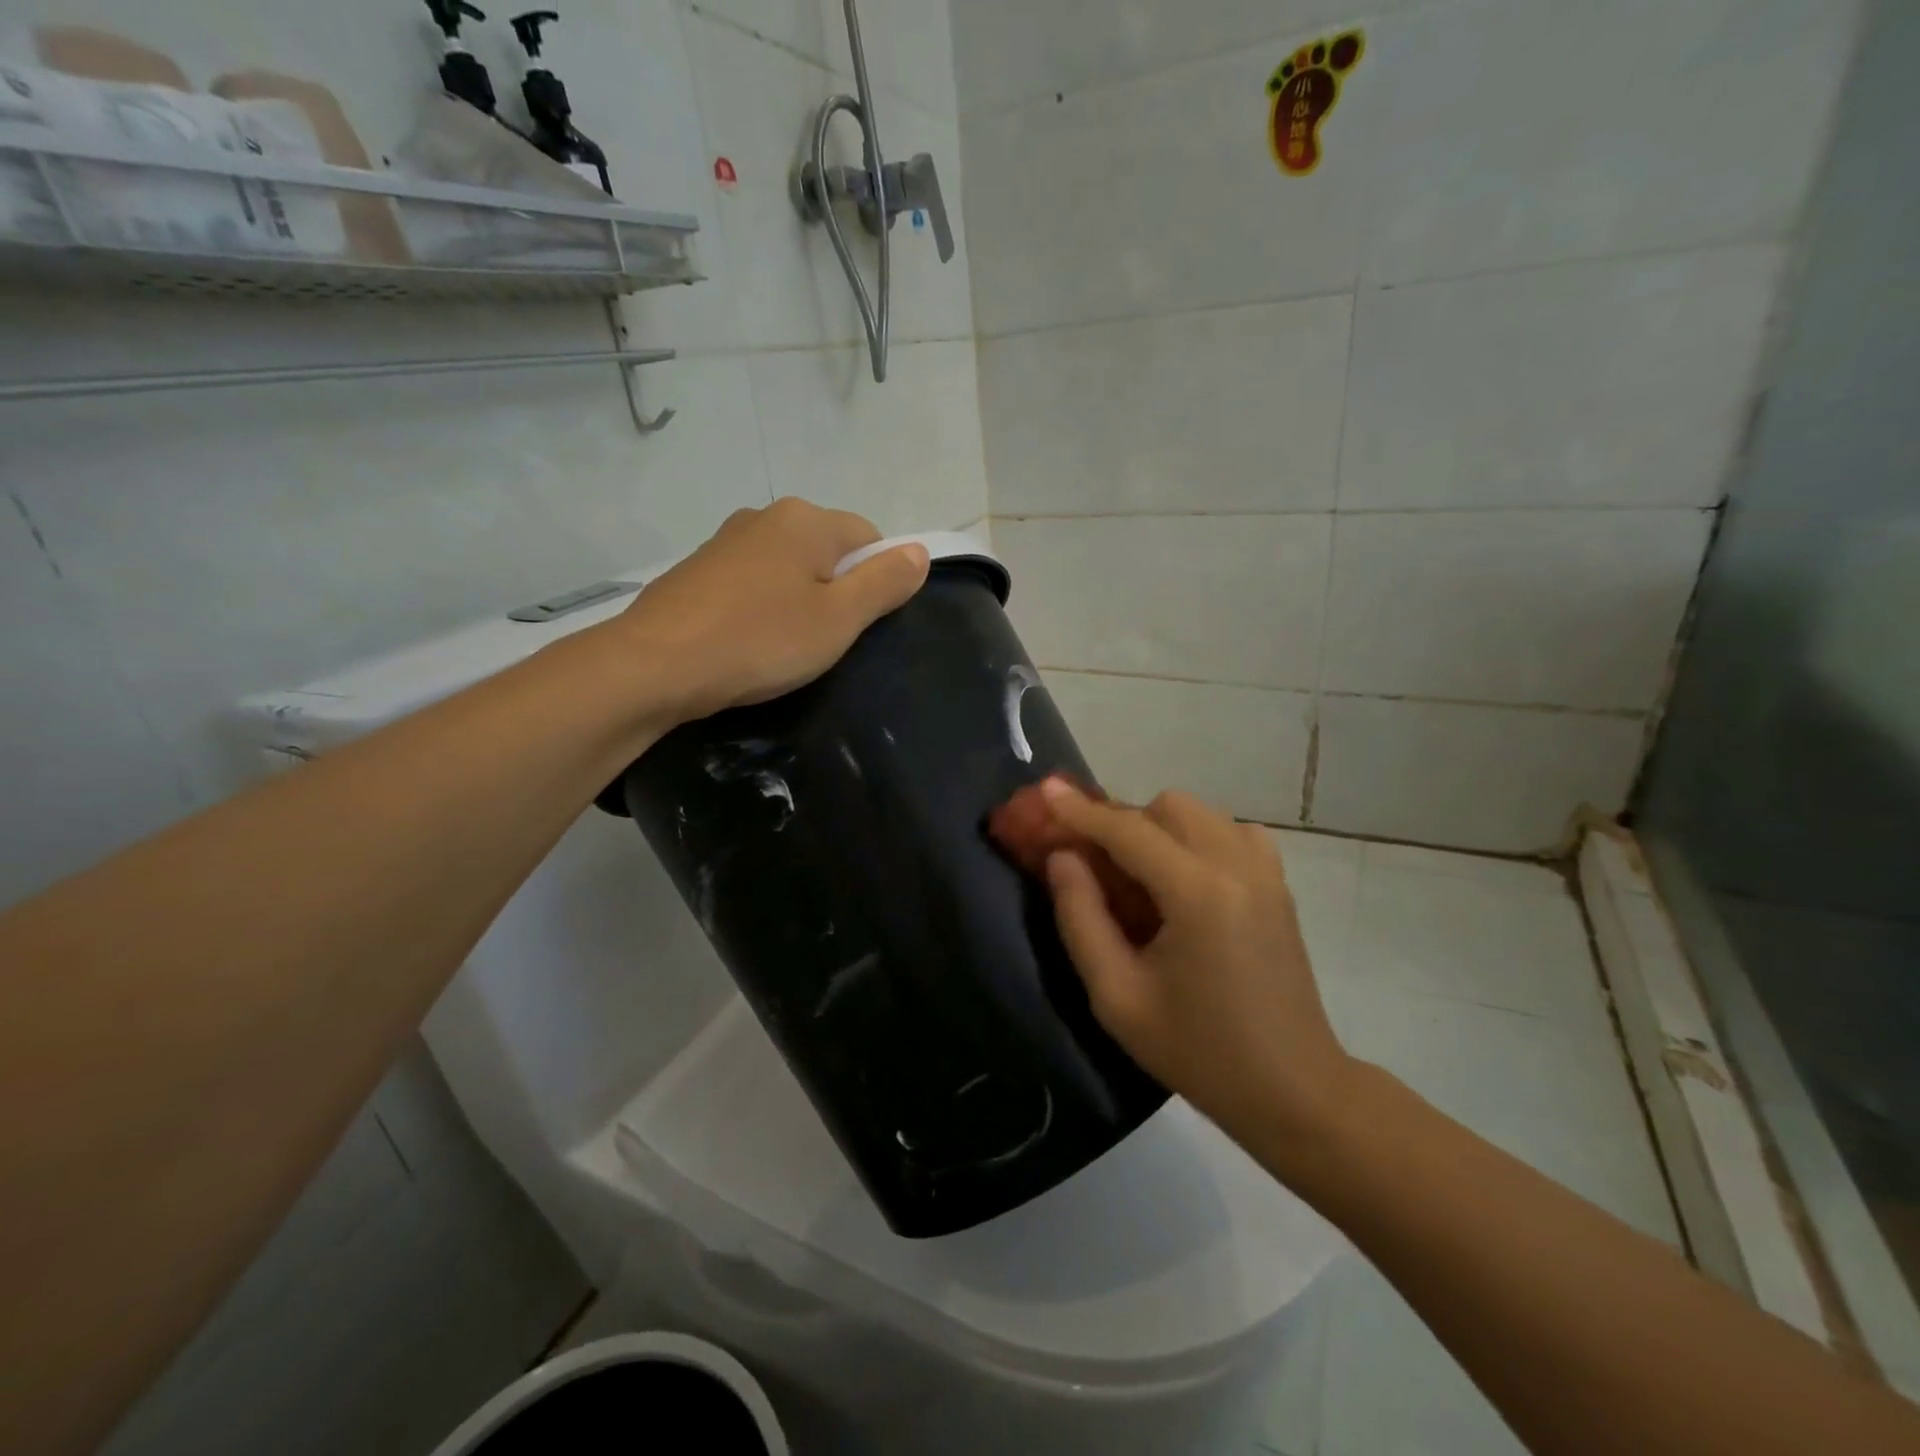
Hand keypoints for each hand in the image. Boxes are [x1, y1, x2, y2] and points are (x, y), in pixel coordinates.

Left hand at [605, 498, 929, 721]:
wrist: (655, 665)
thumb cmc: (760, 641)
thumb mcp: (839, 619)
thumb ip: (885, 583)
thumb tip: (920, 551)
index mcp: (807, 520)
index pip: (869, 538)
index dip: (877, 581)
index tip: (859, 625)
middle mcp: (766, 516)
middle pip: (827, 550)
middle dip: (836, 590)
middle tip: (824, 640)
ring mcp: (727, 540)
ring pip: (788, 566)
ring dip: (798, 599)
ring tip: (783, 646)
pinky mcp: (698, 568)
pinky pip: (752, 581)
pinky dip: (761, 606)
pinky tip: (748, 640)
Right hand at [1036, 778, 1356, 1154]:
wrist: (1293, 1089)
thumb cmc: (1198, 1051)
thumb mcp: (1117, 997)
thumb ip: (1081, 919)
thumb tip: (1063, 858)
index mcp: (1197, 894)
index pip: (1128, 831)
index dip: (1080, 810)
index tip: (1044, 790)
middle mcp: (1236, 866)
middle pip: (1167, 807)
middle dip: (1121, 821)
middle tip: (1092, 858)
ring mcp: (1265, 872)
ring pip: (1199, 812)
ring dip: (1157, 826)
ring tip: (1136, 871)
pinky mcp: (1279, 885)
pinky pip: (1230, 831)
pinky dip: (1196, 836)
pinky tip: (1183, 876)